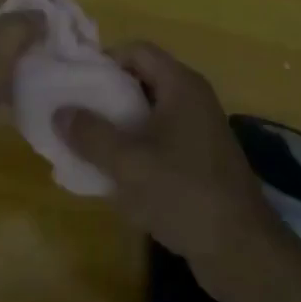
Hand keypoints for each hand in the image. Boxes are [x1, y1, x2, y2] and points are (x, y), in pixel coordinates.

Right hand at [59, 43, 289, 301]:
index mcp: (181, 86)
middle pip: (142, 80)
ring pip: (149, 114)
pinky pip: (160, 141)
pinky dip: (136, 150)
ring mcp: (200, 131)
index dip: (104, 60)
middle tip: (75, 115)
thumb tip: (59, 111)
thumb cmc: (183, 193)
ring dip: (118, 126)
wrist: (241, 250)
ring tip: (86, 145)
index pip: (137, 51)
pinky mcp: (201, 161)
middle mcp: (193, 100)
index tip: (75, 83)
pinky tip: (114, 174)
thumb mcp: (128, 163)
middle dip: (106, 96)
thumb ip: (90, 134)